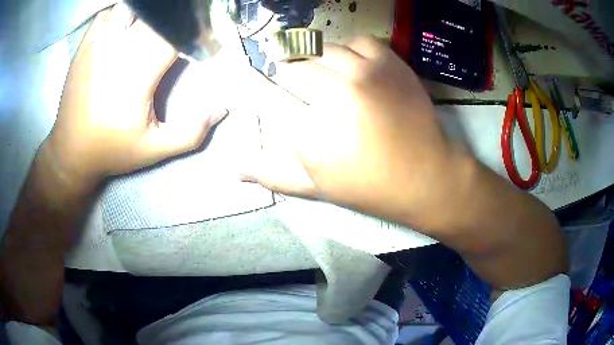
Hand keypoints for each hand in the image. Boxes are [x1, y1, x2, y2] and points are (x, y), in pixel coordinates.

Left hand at [46, 4, 226, 183]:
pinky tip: (125, 25)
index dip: (194, 28)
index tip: (202, 36)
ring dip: (144, 13)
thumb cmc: (111, 150)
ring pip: (130, 7)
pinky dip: (121, 13)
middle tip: (178, 28)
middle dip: (173, 17)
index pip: (175, 31)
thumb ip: (191, 132)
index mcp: (138, 72)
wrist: (70, 152)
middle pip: (155, 13)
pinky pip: (107, 14)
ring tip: (150, 25)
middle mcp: (118, 49)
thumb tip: (221, 109)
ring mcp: (99, 43)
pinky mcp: (85, 45)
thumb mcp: (154, 150)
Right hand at [243, 37, 467, 226]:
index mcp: (309, 132)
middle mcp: (332, 94)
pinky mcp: (389, 62)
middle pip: (292, 67)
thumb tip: (234, 168)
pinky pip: (358, 41)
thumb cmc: (370, 186)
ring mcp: (363, 73)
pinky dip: (351, 51)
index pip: (270, 97)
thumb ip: (273, 174)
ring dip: (318, 60)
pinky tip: (354, 67)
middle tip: (307, 91)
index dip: (270, 95)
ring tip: (328, 76)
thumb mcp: (317, 188)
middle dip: (291, 77)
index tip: (279, 99)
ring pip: (321, 49)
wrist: (426, 176)